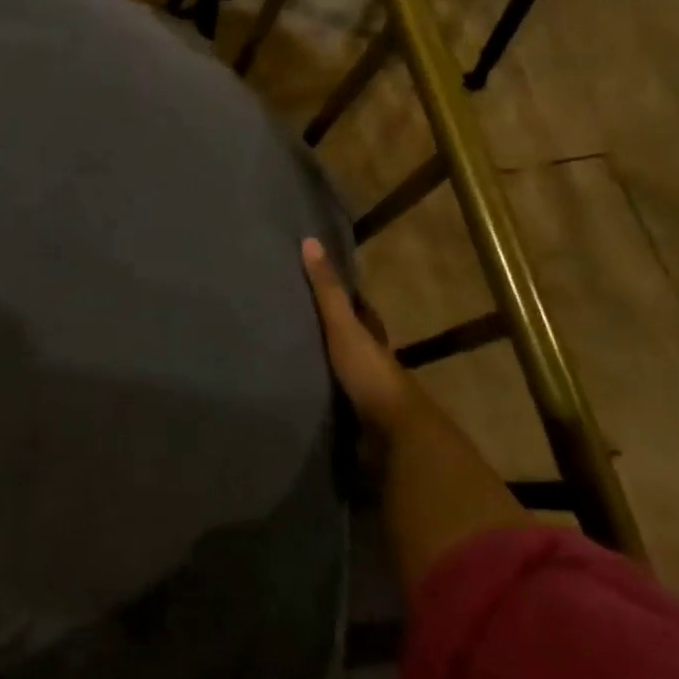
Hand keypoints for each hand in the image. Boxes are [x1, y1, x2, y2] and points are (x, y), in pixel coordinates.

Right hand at [301, 237, 412, 430]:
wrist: (393, 437)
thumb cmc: (370, 374)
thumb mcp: (344, 327)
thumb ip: (327, 291)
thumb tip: (310, 241)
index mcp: (373, 339)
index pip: (361, 312)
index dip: (346, 299)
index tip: (318, 285)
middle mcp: (372, 364)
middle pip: (352, 343)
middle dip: (331, 335)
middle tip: (294, 322)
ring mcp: (365, 396)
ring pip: (342, 374)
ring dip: (322, 368)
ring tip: (285, 359)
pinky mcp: (354, 423)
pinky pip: (332, 403)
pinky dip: (317, 397)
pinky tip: (294, 395)